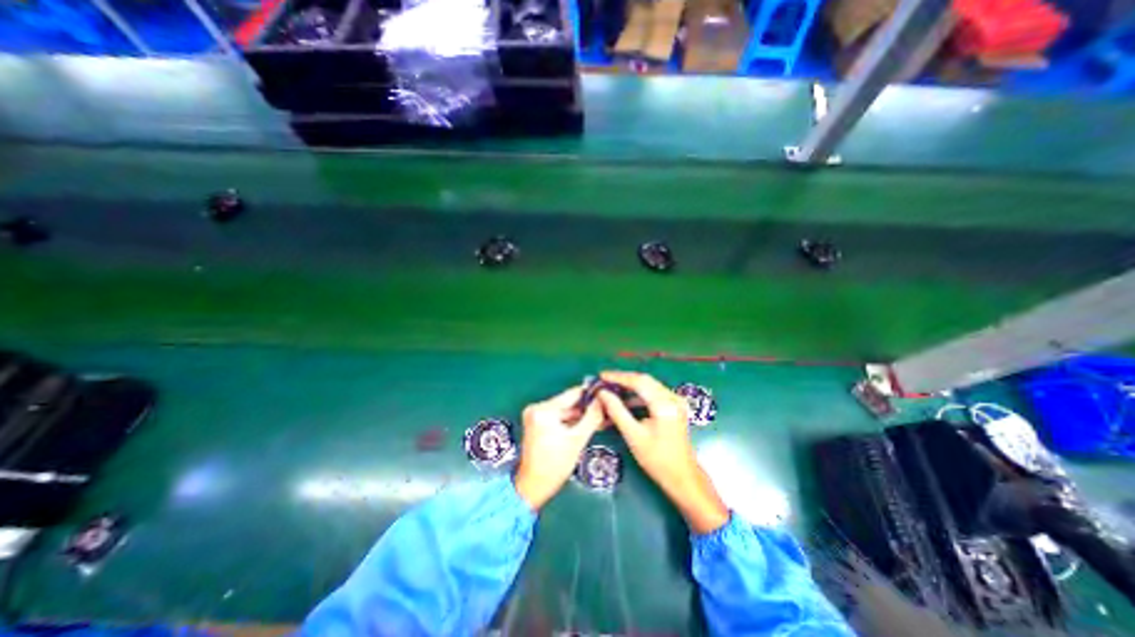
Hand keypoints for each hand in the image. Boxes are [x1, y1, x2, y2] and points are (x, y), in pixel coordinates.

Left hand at [513, 385, 602, 509]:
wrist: (533, 487)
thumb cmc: (555, 465)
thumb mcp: (577, 440)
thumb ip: (592, 417)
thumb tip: (603, 400)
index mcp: (543, 409)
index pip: (572, 394)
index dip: (591, 394)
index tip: (607, 395)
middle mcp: (537, 407)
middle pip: (568, 403)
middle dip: (587, 408)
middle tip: (606, 410)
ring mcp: (535, 415)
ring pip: (565, 411)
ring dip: (581, 415)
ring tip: (600, 419)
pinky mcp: (537, 423)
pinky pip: (558, 417)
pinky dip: (571, 422)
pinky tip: (586, 425)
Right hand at [594, 372, 725, 534]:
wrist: (682, 476)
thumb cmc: (657, 459)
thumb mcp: (633, 435)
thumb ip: (617, 411)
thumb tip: (602, 393)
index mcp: (664, 404)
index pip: (639, 382)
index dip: (618, 377)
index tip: (602, 376)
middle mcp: (672, 398)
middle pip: (644, 380)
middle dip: (623, 380)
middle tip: (604, 381)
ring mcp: (675, 401)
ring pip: (648, 386)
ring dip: (630, 387)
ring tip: (611, 390)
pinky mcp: (674, 407)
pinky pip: (653, 394)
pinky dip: (638, 396)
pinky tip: (625, 401)